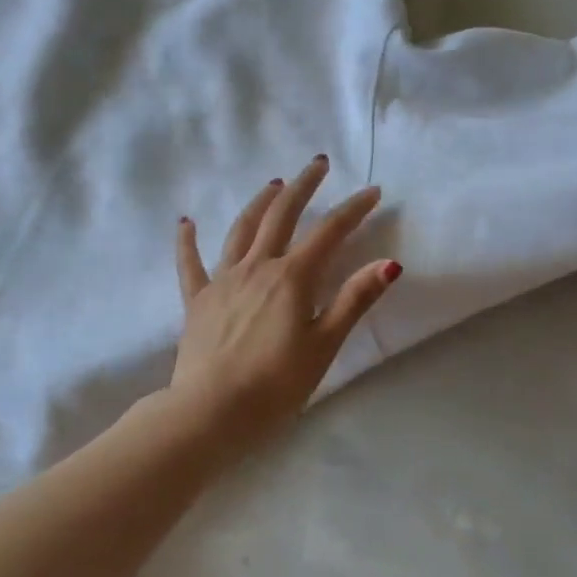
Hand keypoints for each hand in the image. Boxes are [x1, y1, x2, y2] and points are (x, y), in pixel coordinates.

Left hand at [170, 156, 400, 442]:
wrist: (210, 412)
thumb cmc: (276, 384)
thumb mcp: (324, 345)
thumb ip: (354, 300)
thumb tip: (390, 263)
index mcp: (291, 278)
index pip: (329, 232)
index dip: (353, 209)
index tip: (372, 191)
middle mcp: (256, 267)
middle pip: (281, 215)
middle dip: (303, 186)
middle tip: (318, 164)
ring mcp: (222, 280)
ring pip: (241, 229)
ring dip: (260, 203)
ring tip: (274, 184)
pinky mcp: (197, 300)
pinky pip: (190, 263)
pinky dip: (188, 240)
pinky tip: (186, 222)